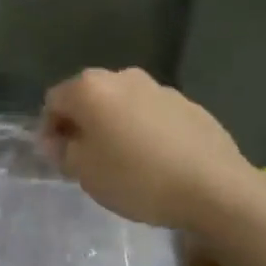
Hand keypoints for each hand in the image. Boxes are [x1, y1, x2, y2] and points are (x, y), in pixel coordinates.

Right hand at [41, 68, 258, 236]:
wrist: (215, 188)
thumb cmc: (137, 178)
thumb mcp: (84, 172)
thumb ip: (62, 151)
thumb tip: (59, 141)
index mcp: (90, 88)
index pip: (54, 101)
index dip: (50, 130)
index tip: (59, 158)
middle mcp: (122, 77)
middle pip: (89, 97)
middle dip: (83, 124)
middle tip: (87, 159)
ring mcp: (159, 88)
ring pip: (122, 105)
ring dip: (115, 125)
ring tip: (124, 161)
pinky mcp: (189, 104)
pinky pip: (152, 115)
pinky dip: (145, 131)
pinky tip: (156, 160)